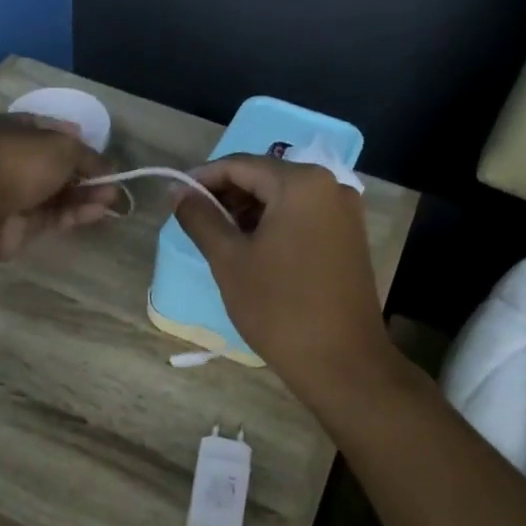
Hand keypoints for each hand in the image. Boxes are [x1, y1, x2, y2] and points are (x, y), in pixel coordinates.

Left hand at [0, 113, 118, 257]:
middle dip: (85, 173)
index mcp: (13, 129)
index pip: (49, 130)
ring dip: (85, 195)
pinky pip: (52, 215)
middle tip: (112, 181)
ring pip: (56, 193)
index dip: (75, 139)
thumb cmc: (20, 162)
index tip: (98, 151)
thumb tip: (105, 166)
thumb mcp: (62, 147)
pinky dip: (75, 213)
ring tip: (112, 198)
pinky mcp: (19, 223)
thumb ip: (87, 156)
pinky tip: (99, 212)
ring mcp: (14, 193)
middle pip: (55, 166)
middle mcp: (12, 159)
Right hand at [173, 156, 399, 402]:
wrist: (341, 361)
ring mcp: (345, 211)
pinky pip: (303, 216)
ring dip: (248, 210)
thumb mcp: (229, 260)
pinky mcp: (350, 236)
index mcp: (301, 183)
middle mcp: (330, 185)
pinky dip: (274, 223)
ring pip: (284, 197)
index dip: (202, 177)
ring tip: (218, 237)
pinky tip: (252, 248)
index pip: (240, 164)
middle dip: (226, 194)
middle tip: (194, 219)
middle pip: (265, 177)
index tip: (175, 196)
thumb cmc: (278, 307)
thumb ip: (200, 218)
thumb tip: (177, 192)